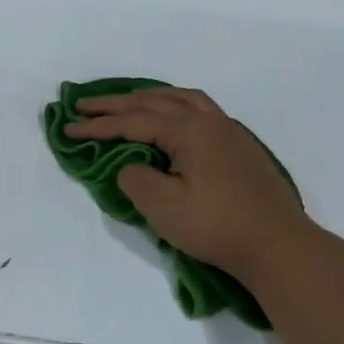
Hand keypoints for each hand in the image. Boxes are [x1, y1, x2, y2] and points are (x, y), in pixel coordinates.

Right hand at [64, 87, 313, 281]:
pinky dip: (174, 105)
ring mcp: (229, 131)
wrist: (277, 245)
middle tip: (84, 105)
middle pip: (155, 102)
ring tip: (127, 101)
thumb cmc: (216, 226)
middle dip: (116, 104)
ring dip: (149, 98)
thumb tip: (130, 165)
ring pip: (182, 99)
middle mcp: (209, 121)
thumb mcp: (162, 206)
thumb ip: (134, 178)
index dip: (97, 126)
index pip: (133, 122)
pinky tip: (170, 117)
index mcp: (189, 130)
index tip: (67, 128)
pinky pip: (198, 109)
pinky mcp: (238, 146)